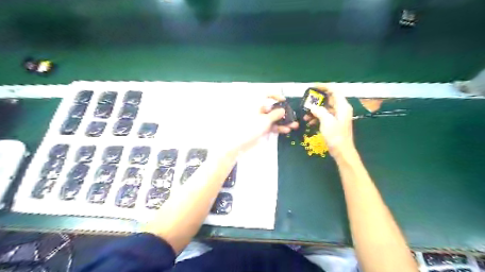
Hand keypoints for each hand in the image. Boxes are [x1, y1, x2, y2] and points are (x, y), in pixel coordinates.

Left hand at [222, 94, 296, 154]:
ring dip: (283, 121)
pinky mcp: (260, 129)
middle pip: (272, 108)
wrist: (239, 144)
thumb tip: (282, 110)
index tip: (284, 101)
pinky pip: (271, 126)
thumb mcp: (265, 120)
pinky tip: (286, 130)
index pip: (265, 94)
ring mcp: (259, 120)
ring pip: (273, 118)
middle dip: (283, 112)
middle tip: (292, 116)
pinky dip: (278, 127)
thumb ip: (275, 114)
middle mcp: (257, 110)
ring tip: (294, 125)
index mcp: (255, 104)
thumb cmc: (250, 128)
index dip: (275, 95)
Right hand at [302, 87, 354, 157]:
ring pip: (325, 108)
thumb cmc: (336, 136)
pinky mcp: (334, 123)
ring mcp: (337, 116)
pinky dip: (317, 117)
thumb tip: (312, 107)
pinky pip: (324, 116)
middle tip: (306, 102)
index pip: (334, 91)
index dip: (324, 87)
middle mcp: (341, 109)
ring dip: (315, 110)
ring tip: (305, 115)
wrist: (342, 151)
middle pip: (328, 100)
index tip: (313, 87)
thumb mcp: (326, 121)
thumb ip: (319, 111)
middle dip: (317, 101)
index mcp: (342, 106)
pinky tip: (309, 122)